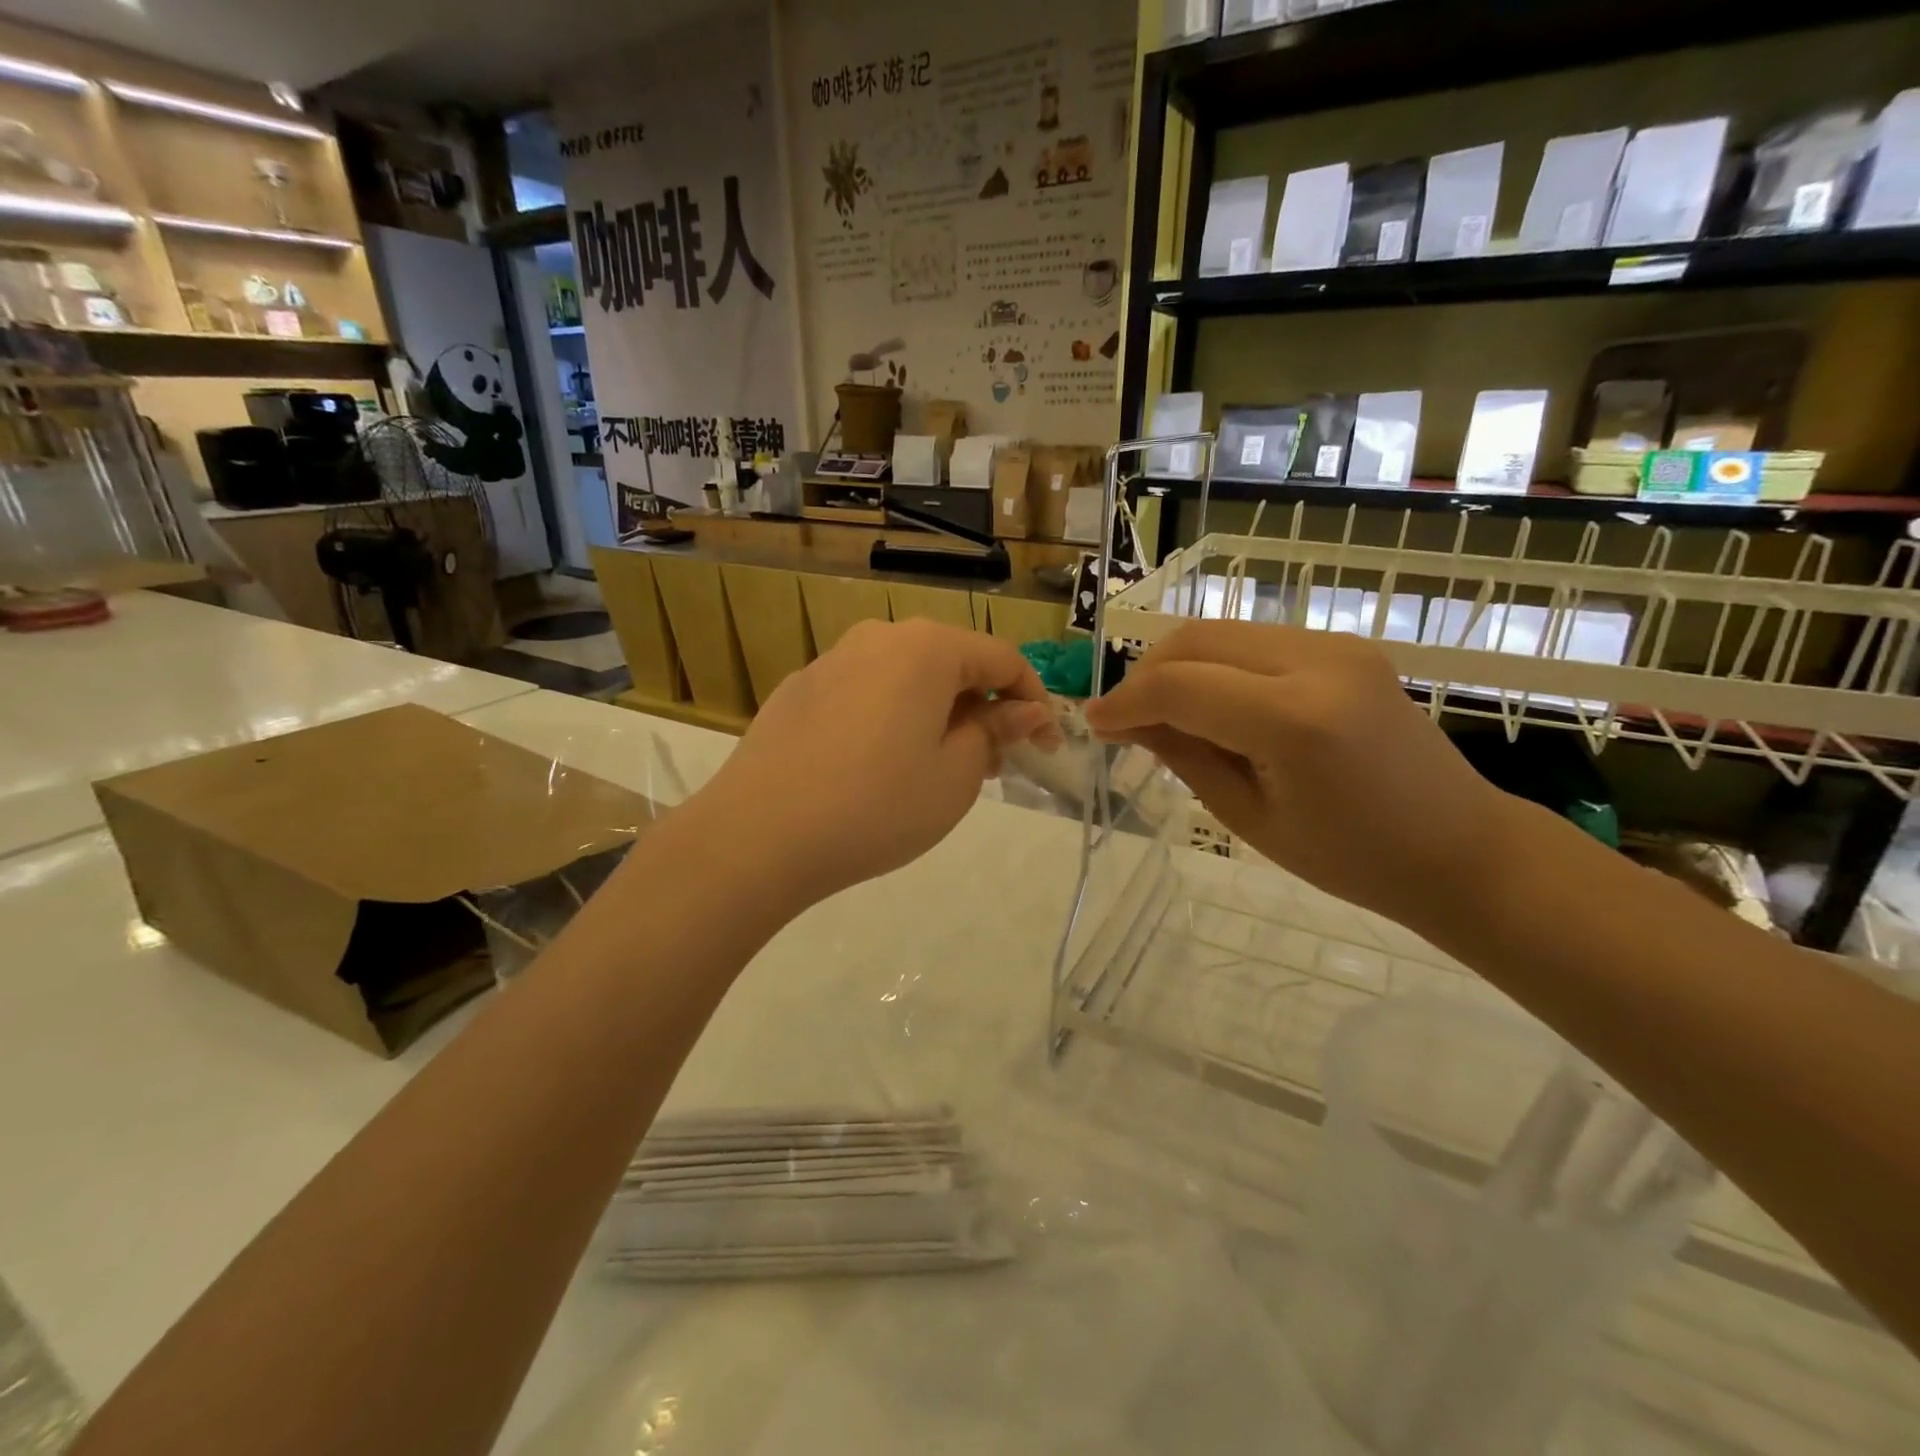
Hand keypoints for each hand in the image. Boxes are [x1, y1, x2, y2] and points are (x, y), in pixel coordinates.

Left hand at [692, 619, 1059, 906]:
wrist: (758, 835)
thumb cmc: (876, 805)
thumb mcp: (955, 776)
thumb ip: (994, 733)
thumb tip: (1021, 711)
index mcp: (926, 648)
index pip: (1002, 659)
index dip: (1034, 702)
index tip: (1045, 747)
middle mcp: (878, 637)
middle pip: (952, 663)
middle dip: (983, 709)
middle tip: (993, 765)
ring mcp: (832, 661)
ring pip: (907, 678)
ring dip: (937, 714)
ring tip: (938, 769)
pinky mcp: (799, 690)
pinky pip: (866, 693)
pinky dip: (892, 718)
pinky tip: (879, 767)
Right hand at [1084, 621, 1511, 934]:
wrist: (1458, 847)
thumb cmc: (1350, 858)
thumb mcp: (1247, 817)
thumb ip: (1182, 755)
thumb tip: (1127, 721)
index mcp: (1295, 720)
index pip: (1180, 686)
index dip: (1126, 702)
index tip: (1095, 725)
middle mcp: (1317, 662)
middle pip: (1197, 640)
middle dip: (1146, 674)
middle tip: (1125, 719)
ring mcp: (1336, 645)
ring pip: (1222, 631)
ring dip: (1179, 665)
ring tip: (1162, 712)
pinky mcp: (1344, 645)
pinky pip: (1254, 640)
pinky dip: (1216, 664)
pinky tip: (1210, 702)